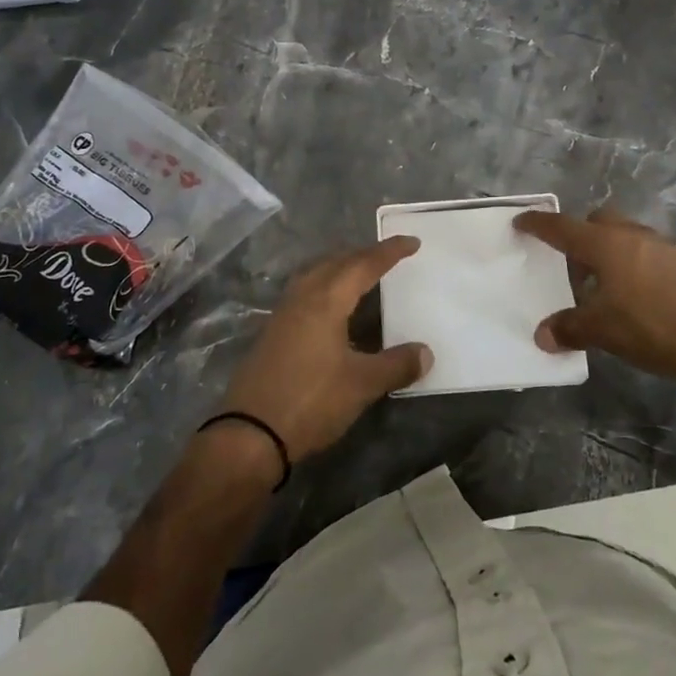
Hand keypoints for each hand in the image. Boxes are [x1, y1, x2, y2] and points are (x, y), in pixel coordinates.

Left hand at [219, 238, 432, 462]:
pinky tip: (331, 306)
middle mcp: (302, 298)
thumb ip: (396, 365)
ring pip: (315, 274)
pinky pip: (304, 292)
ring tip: (361, 273)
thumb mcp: (362, 385)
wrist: (249, 434)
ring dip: (340, 267)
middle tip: (389, 255)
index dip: (389, 252)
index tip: (411, 241)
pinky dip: (325, 286)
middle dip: (363, 254)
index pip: (364, 265)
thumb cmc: (310, 401)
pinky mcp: (272, 332)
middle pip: (336, 262)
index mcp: (326, 300)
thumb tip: (426, 352)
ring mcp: (283, 314)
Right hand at [513, 207, 675, 392]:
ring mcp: (667, 248)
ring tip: (607, 285)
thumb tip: (543, 335)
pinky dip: (640, 268)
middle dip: (582, 234)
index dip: (539, 224)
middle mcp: (635, 236)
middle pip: (600, 221)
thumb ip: (570, 328)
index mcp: (606, 244)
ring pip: (630, 237)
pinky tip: (643, 298)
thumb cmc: (654, 327)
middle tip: (571, 263)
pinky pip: (654, 257)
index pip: (562, 227)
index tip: (522, 221)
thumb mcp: (604, 332)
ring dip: (613, 253)